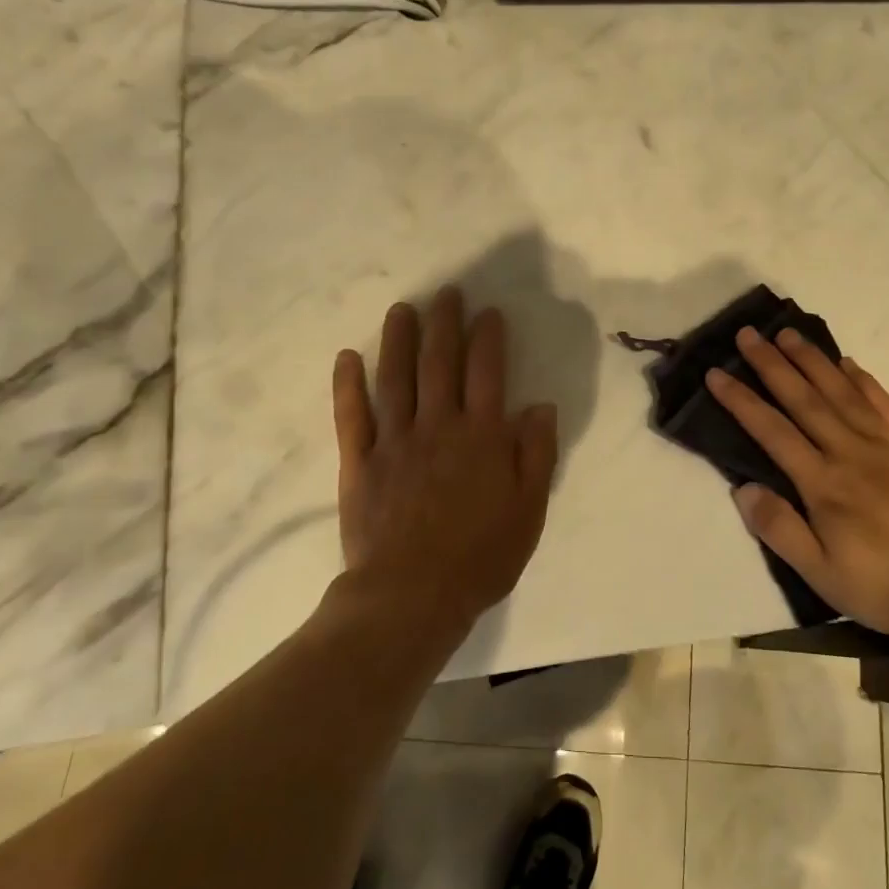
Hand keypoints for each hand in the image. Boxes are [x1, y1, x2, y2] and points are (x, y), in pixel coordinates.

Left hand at [332, 288, 558, 629]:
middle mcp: (438, 427)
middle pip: (440, 364)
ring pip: (396, 378)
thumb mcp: (528, 511)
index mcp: (482, 438)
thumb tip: (540, 407)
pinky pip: (352, 415)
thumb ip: (536, 456)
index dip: (489, 338)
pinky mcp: (359, 462)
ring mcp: (394, 441)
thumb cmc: (480, 557)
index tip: (488, 313)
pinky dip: (348, 384)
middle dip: (444, 324)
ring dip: (399, 340)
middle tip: (446, 292)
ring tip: (402, 308)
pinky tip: (348, 357)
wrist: (412, 596)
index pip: (487, 373)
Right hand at [705, 327, 888, 639]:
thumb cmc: (886, 585)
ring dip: (811, 360)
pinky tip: (847, 363)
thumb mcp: (821, 574)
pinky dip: (862, 379)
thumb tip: (743, 488)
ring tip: (787, 333)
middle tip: (748, 334)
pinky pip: (884, 401)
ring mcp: (887, 443)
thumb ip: (779, 529)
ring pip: (841, 391)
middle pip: (803, 399)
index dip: (741, 400)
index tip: (716, 373)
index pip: (772, 431)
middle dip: (771, 364)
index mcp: (822, 483)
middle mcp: (849, 451)